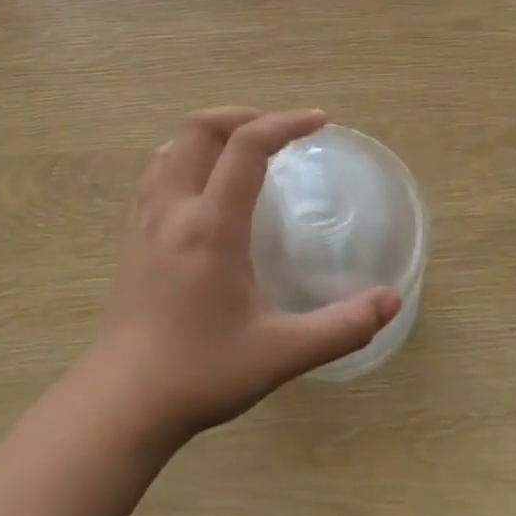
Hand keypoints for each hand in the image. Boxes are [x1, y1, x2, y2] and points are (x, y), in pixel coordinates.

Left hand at [91, 107, 401, 444]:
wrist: (124, 401)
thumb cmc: (202, 373)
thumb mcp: (281, 353)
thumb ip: (341, 326)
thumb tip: (392, 300)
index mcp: (211, 226)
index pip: (246, 147)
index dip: (284, 123)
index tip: (318, 121)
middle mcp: (174, 208)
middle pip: (199, 128)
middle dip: (243, 115)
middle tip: (280, 130)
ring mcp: (145, 219)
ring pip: (171, 146)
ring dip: (209, 133)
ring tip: (243, 149)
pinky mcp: (130, 236)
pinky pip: (155, 172)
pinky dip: (183, 156)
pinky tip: (202, 186)